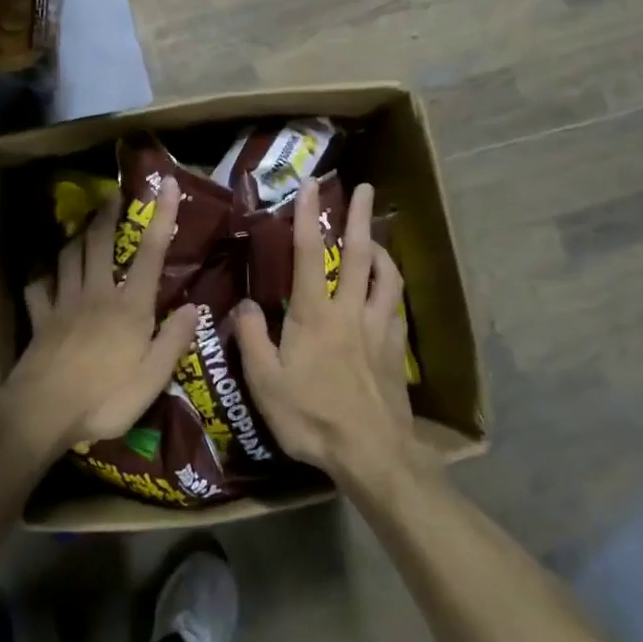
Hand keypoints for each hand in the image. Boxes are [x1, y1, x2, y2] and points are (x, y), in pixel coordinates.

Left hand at [0, 178, 198, 462]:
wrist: (42, 412)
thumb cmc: (104, 398)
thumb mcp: (152, 379)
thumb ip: (173, 340)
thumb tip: (195, 306)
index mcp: (129, 307)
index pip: (150, 253)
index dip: (161, 216)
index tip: (164, 184)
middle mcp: (97, 294)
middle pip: (100, 243)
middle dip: (108, 214)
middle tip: (112, 193)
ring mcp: (64, 304)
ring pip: (69, 257)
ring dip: (77, 236)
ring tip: (83, 224)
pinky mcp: (40, 319)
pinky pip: (37, 288)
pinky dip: (41, 276)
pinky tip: (42, 273)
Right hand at [237, 178, 427, 488]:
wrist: (373, 454)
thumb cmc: (312, 417)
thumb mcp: (266, 383)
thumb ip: (253, 338)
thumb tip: (245, 303)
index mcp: (315, 315)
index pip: (309, 254)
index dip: (309, 217)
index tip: (311, 186)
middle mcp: (350, 311)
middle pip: (359, 254)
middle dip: (361, 217)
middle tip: (367, 188)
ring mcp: (379, 329)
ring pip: (387, 276)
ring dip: (382, 249)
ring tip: (376, 236)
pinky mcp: (396, 349)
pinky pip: (397, 306)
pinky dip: (392, 287)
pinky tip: (388, 289)